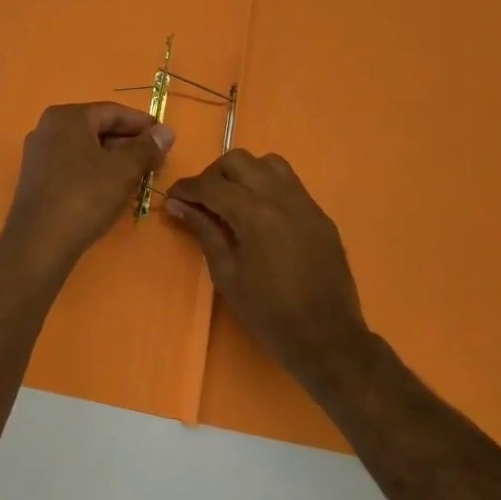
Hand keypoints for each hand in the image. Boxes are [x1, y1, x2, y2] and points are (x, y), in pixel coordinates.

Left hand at [0, 103, 174, 269]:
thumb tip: (166, 132)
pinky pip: (72, 166)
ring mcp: (38, 154)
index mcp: (67, 117)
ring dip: (113, 159)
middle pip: (97, 128)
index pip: (112, 112)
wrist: (39, 243)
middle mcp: (48, 128)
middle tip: (155, 160)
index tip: (165, 138)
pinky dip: (95, 172)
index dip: (142, 124)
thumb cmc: (84, 196)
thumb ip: (147, 147)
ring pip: (85, 149)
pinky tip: (111, 189)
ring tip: (138, 176)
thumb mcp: (124, 170)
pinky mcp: (36, 179)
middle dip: (128, 143)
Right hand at [167, 150, 369, 390]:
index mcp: (254, 213)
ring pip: (269, 163)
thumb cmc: (269, 313)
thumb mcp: (227, 274)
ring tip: (235, 200)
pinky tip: (262, 214)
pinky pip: (290, 183)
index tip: (172, 198)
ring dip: (245, 173)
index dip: (186, 188)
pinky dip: (269, 186)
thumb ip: (204, 231)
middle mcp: (280, 196)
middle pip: (239, 160)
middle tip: (203, 201)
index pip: (211, 184)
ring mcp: (305, 203)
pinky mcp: (320, 214)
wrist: (328, 339)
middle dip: (214, 174)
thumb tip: (177, 205)